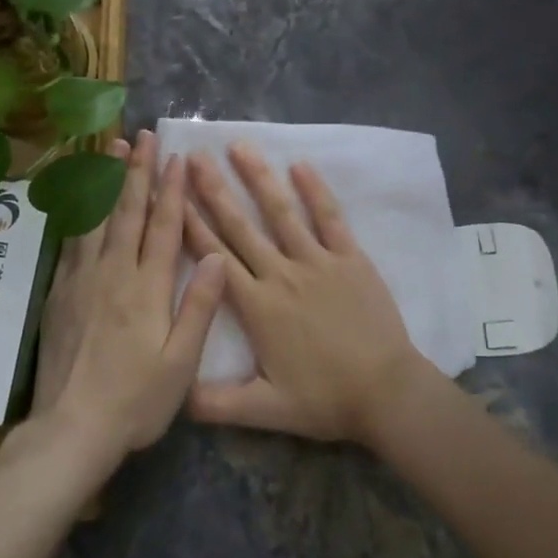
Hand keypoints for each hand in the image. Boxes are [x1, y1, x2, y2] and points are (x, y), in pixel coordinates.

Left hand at [33, 130, 226, 455]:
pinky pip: (71, 240)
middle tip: (142, 137)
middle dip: (136, 171)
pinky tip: (81, 199)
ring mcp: (81, 280)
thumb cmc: (136, 400)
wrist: (71, 429)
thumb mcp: (180, 363)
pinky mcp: (59, 293)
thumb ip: (199, 306)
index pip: (163, 227)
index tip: (176, 158)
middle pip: (127, 212)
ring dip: (105, 181)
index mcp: (147, 289)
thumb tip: (216, 255)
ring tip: (110, 149)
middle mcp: (113, 274)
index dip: (171, 190)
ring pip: (95, 219)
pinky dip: (79, 211)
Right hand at [182, 144, 436, 445]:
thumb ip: (216, 404)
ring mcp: (318, 262)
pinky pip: (330, 218)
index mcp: (256, 306)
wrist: (385, 391)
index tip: (171, 194)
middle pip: (240, 226)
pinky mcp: (350, 259)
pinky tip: (300, 164)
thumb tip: (173, 396)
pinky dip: (316, 191)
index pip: (214, 257)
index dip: (190, 225)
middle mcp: (281, 274)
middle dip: (213, 190)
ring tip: (239, 146)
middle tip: (193, 156)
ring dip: (258, 178)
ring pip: (281, 213)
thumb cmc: (324, 400)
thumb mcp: (264, 411)